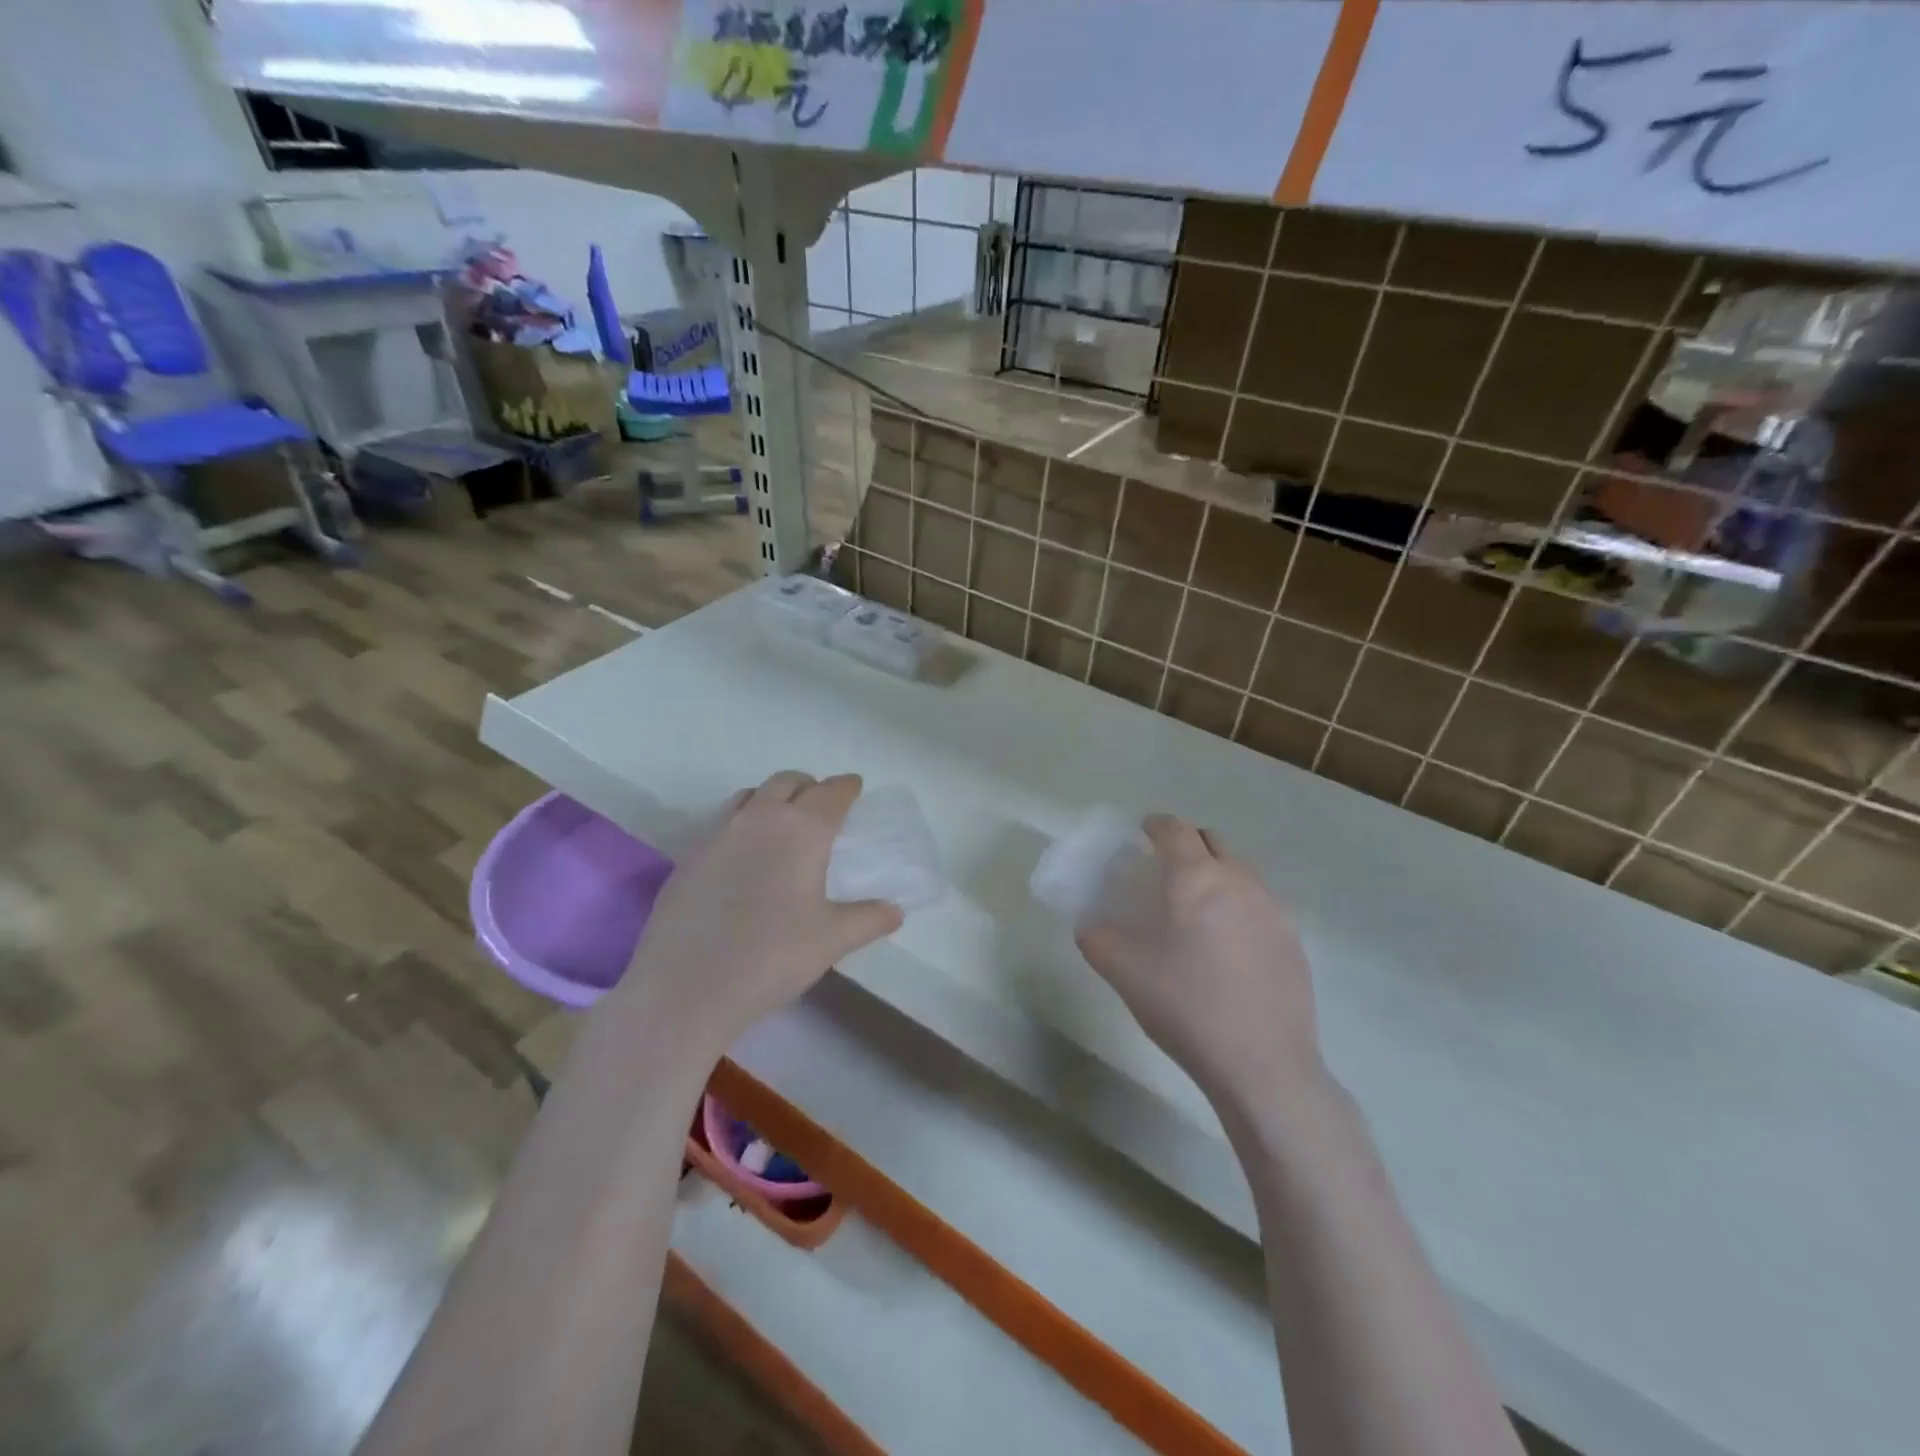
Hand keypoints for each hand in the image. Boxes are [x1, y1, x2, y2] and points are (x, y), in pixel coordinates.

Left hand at [614, 771, 902, 1060]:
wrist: (685, 987)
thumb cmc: (772, 957)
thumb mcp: (832, 940)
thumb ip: (868, 919)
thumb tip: (895, 911)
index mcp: (802, 830)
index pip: (831, 792)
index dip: (846, 787)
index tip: (855, 788)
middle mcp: (760, 818)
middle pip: (788, 782)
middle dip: (810, 786)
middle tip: (822, 807)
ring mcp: (718, 832)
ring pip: (751, 795)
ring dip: (772, 798)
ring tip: (782, 825)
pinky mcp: (690, 854)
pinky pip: (722, 820)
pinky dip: (742, 822)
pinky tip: (744, 856)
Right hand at [1075, 815, 1324, 1115]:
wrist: (1262, 1065)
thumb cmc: (1185, 1006)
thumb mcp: (1123, 972)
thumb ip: (1097, 940)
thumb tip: (1089, 927)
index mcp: (1195, 878)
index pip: (1175, 829)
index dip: (1155, 825)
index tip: (1142, 834)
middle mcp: (1238, 881)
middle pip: (1212, 842)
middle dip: (1188, 844)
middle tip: (1166, 870)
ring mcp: (1273, 909)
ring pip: (1242, 871)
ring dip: (1217, 874)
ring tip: (1198, 908)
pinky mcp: (1293, 941)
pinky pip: (1261, 905)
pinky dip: (1240, 906)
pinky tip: (1229, 947)